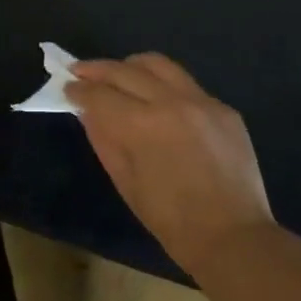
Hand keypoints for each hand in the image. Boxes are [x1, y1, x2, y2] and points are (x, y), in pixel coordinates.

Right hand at [66, 53, 276, 274]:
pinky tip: (157, 102)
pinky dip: (164, 86)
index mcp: (143, 124)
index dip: (78, 90)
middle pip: (125, 70)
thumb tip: (87, 110)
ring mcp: (203, 101)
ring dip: (131, 66)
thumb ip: (103, 137)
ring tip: (118, 76)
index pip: (100, 94)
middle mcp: (172, 102)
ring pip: (159, 64)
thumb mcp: (124, 179)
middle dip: (97, 70)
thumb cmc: (169, 218)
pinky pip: (186, 85)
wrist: (232, 237)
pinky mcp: (224, 109)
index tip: (67, 88)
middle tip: (80, 72)